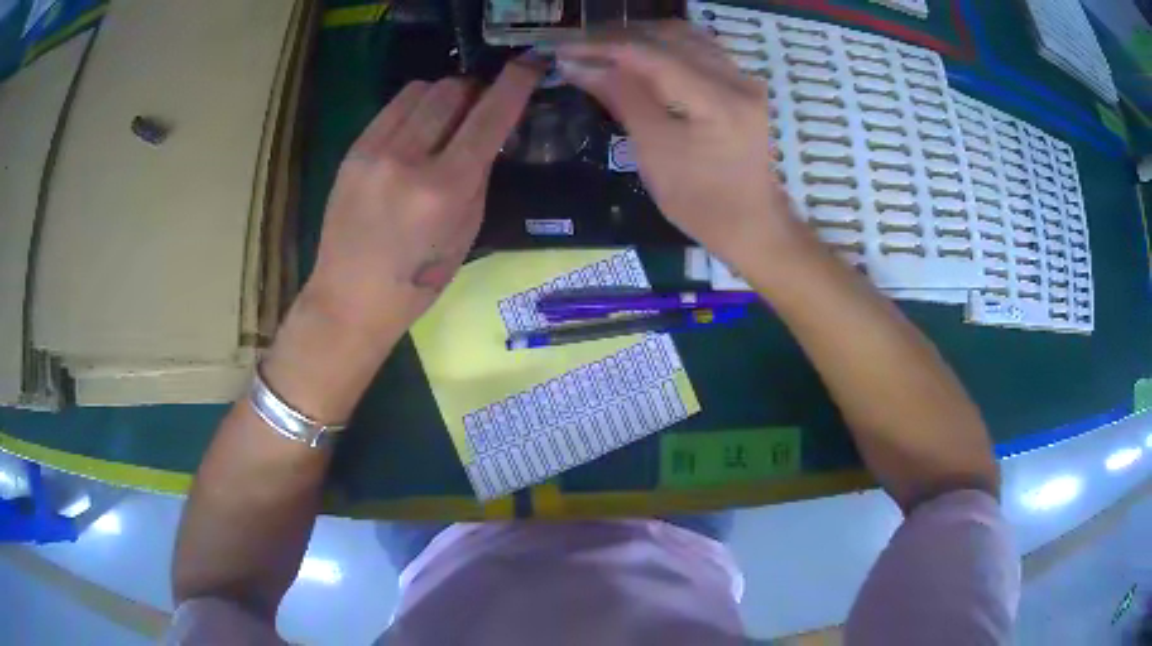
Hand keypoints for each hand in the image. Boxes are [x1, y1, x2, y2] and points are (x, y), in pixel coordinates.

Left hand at [305, 59, 543, 340]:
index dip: (514, 84)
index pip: (489, 116)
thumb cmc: (416, 282)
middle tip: (479, 107)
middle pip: (451, 90)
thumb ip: (479, 176)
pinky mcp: (352, 152)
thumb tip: (487, 133)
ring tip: (444, 119)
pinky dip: (413, 109)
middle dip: (474, 90)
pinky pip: (391, 108)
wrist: (348, 300)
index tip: (530, 64)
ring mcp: (374, 151)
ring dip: (442, 95)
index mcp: (444, 188)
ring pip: (419, 91)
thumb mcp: (465, 233)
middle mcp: (408, 159)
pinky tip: (415, 132)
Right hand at [559, 22, 807, 266]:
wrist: (751, 224)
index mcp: (717, 101)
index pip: (650, 54)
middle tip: (576, 48)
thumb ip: (621, 98)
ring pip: (683, 36)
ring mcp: (742, 78)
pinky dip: (662, 45)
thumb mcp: (654, 153)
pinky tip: (637, 54)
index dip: (601, 46)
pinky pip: (697, 48)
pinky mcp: (740, 83)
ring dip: (639, 37)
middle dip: (617, 37)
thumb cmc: (700, 202)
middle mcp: (735, 78)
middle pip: (668, 36)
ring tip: (601, 48)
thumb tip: (578, 65)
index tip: (562, 49)